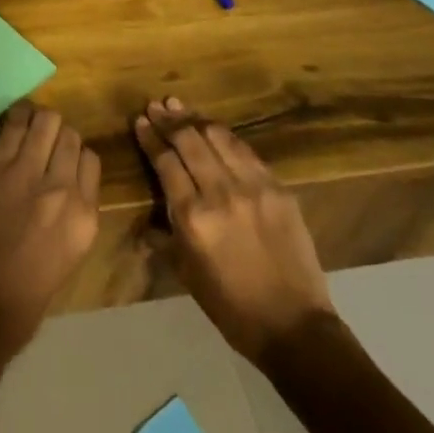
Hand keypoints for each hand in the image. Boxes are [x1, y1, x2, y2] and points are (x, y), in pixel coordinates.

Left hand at [0, 102, 101, 354]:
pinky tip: (15, 119)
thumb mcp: (66, 259)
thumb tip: (65, 193)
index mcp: (86, 218)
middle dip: (59, 137)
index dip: (75, 158)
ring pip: (47, 122)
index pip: (91, 162)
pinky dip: (17, 117)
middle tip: (43, 144)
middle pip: (72, 138)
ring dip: (40, 121)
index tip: (61, 162)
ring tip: (29, 127)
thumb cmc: (22, 302)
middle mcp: (64, 189)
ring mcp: (29, 173)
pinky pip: (14, 126)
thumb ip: (71, 219)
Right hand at [134, 98, 335, 361]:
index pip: (166, 162)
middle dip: (169, 120)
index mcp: (193, 216)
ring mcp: (254, 188)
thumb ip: (165, 237)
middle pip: (190, 141)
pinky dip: (226, 137)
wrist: (293, 326)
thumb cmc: (230, 305)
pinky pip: (247, 152)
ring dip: (196, 120)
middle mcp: (221, 193)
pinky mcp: (279, 190)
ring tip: (180, 106)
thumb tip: (147, 222)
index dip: (151, 138)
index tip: (140, 121)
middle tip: (155, 106)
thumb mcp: (186, 272)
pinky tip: (215, 130)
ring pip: (219, 138)